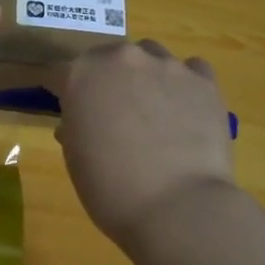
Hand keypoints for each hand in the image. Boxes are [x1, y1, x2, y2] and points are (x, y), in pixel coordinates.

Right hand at [48, 39, 237, 247]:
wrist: (178, 208)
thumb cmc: (111, 188)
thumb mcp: (76, 158)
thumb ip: (75, 126)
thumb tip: (81, 121)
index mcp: (81, 74)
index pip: (60, 73)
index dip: (61, 91)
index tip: (65, 108)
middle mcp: (123, 57)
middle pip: (108, 57)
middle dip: (106, 79)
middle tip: (112, 113)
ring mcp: (168, 66)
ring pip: (151, 57)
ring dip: (146, 76)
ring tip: (153, 110)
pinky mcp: (204, 81)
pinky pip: (191, 70)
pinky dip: (185, 84)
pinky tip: (185, 110)